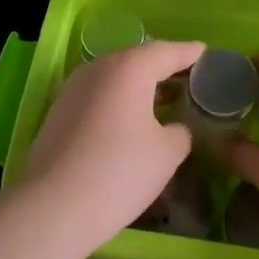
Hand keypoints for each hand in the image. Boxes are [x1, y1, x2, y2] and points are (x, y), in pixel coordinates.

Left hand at [20, 40, 200, 253]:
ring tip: (164, 100)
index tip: (206, 52)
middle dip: (163, 68)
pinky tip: (131, 121)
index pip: (167, 51)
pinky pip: (99, 96)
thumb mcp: (167, 153)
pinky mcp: (59, 112)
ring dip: (140, 86)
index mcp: (129, 67)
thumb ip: (180, 132)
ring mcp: (74, 88)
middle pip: (138, 60)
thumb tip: (174, 128)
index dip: (189, 53)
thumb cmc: (120, 171)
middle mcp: (99, 67)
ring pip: (116, 78)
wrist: (53, 207)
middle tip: (188, 78)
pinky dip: (119, 101)